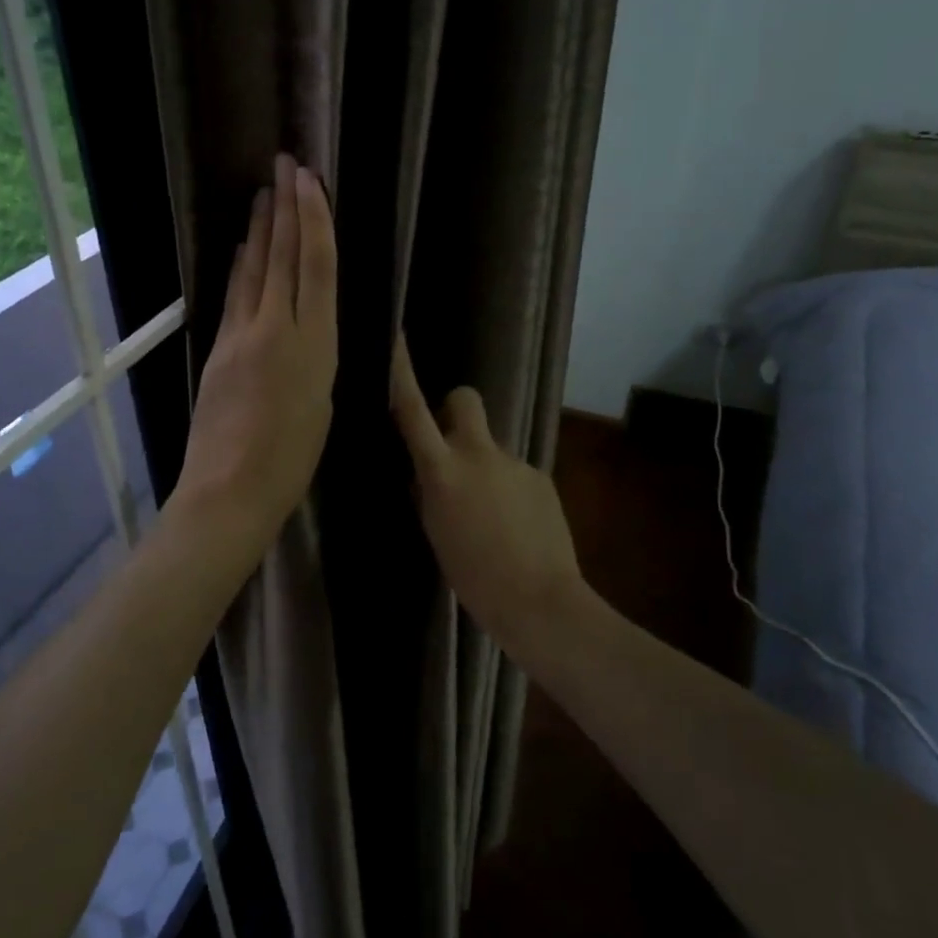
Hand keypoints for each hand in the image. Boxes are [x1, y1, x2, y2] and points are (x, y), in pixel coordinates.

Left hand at [171, 154, 337, 554]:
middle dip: (285, 208)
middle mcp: (277, 328)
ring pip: (254, 270)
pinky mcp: (218, 349)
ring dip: (260, 230)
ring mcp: (241, 336)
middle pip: (282, 257)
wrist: (230, 489)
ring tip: (264, 195)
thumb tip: (309, 326)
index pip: (315, 266)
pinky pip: (234, 297)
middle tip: (284, 165)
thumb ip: (316, 356)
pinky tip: (240, 250)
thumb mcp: (323, 404)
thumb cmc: (292, 461)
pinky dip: (241, 267)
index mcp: (315, 344)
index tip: (308, 181)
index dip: (313, 219)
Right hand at [389, 339, 583, 654]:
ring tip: (492, 514)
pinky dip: (510, 490)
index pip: (413, 410)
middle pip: (464, 399)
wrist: (540, 601)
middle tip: (453, 446)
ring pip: (490, 446)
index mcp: (443, 471)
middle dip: (454, 410)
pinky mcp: (540, 476)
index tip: (396, 336)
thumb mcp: (436, 532)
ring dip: (485, 466)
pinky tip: (516, 526)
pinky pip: (514, 472)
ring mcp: (514, 462)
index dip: (401, 371)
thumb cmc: (474, 577)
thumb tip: (424, 474)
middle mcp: (478, 454)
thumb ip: (429, 493)